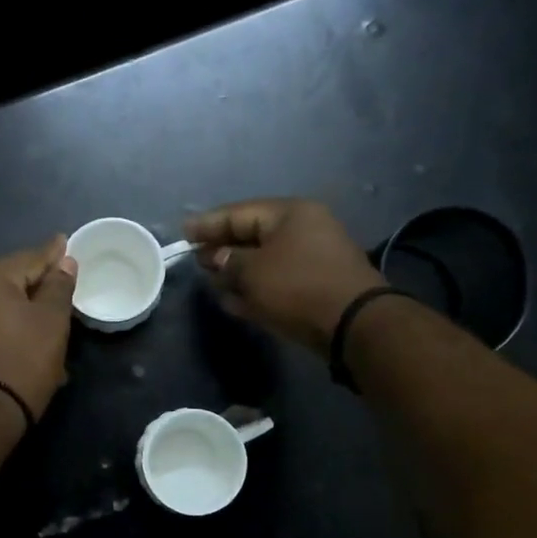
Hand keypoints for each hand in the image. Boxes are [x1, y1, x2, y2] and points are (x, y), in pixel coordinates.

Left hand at [0, 235, 78, 419]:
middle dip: (35, 282)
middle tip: (60, 283)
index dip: (52, 254)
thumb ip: (59, 285)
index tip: (65, 243)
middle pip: (8, 279)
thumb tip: (64, 261)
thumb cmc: (24, 360)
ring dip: (19, 305)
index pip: (28, 258)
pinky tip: (21, 332)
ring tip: (43, 312)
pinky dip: (3, 323)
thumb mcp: (52, 320)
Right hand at [184, 199, 384, 356]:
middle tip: (196, 259)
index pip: (239, 213)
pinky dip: (255, 288)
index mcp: (290, 214)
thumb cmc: (297, 287)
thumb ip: (228, 261)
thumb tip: (216, 257)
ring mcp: (312, 258)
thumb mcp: (253, 272)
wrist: (353, 324)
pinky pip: (277, 281)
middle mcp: (303, 229)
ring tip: (211, 282)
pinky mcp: (315, 285)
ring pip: (264, 261)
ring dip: (237, 272)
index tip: (183, 232)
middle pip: (252, 236)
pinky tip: (233, 301)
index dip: (208, 223)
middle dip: (222, 249)